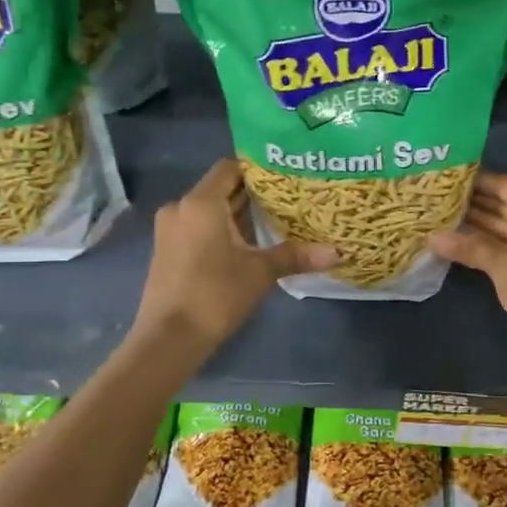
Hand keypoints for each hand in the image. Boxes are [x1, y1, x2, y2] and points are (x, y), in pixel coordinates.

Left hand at [132, 159, 335, 360]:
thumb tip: (338, 252)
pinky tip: (248, 246)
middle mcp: (181, 208)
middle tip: (290, 200)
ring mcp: (170, 230)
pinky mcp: (168, 251)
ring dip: (238, 216)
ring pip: (210, 211)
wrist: (169, 339)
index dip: (258, 170)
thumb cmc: (215, 295)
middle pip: (221, 190)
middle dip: (253, 195)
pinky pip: (199, 228)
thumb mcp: (260, 273)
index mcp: (201, 202)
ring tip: (275, 222)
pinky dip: (222, 231)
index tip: (286, 177)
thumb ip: (296, 256)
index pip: (230, 168)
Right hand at [429, 171, 506, 391]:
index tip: (447, 178)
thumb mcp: (503, 268)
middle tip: (440, 197)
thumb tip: (431, 237)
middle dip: (478, 204)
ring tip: (447, 216)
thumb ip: (469, 247)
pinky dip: (500, 241)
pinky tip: (468, 239)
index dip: (478, 182)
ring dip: (485, 224)